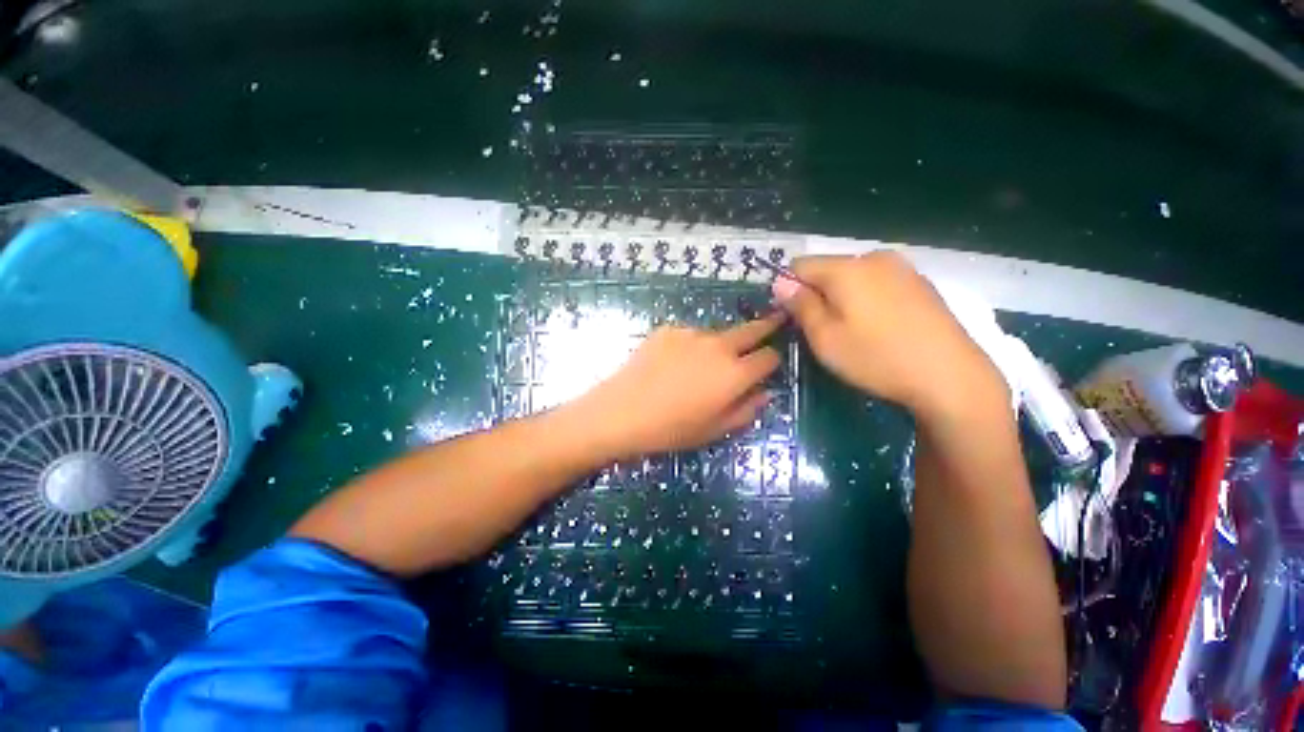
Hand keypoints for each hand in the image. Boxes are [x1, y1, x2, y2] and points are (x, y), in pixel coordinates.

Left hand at [576, 314, 782, 458]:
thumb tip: (765, 393)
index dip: (772, 361)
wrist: (623, 411)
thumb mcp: (715, 430)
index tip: (769, 364)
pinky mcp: (668, 329)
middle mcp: (719, 346)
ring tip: (694, 368)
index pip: (769, 357)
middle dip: (766, 325)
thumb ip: (747, 410)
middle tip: (775, 318)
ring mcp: (691, 333)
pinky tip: (670, 364)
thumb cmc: (672, 429)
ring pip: (716, 335)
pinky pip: (688, 336)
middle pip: (751, 329)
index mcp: (735, 373)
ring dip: (717, 346)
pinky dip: (688, 346)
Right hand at [774, 252, 1005, 416]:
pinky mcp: (921, 284)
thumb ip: (800, 305)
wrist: (951, 376)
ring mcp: (903, 268)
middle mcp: (875, 257)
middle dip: (818, 294)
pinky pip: (879, 284)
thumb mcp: (825, 338)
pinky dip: (868, 300)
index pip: (799, 265)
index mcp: (847, 268)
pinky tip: (881, 328)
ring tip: (855, 331)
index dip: (790, 289)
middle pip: (828, 269)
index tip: (795, 317)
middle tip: (826, 330)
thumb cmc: (876, 357)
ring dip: (843, 298)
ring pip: (854, 277)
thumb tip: (781, 283)